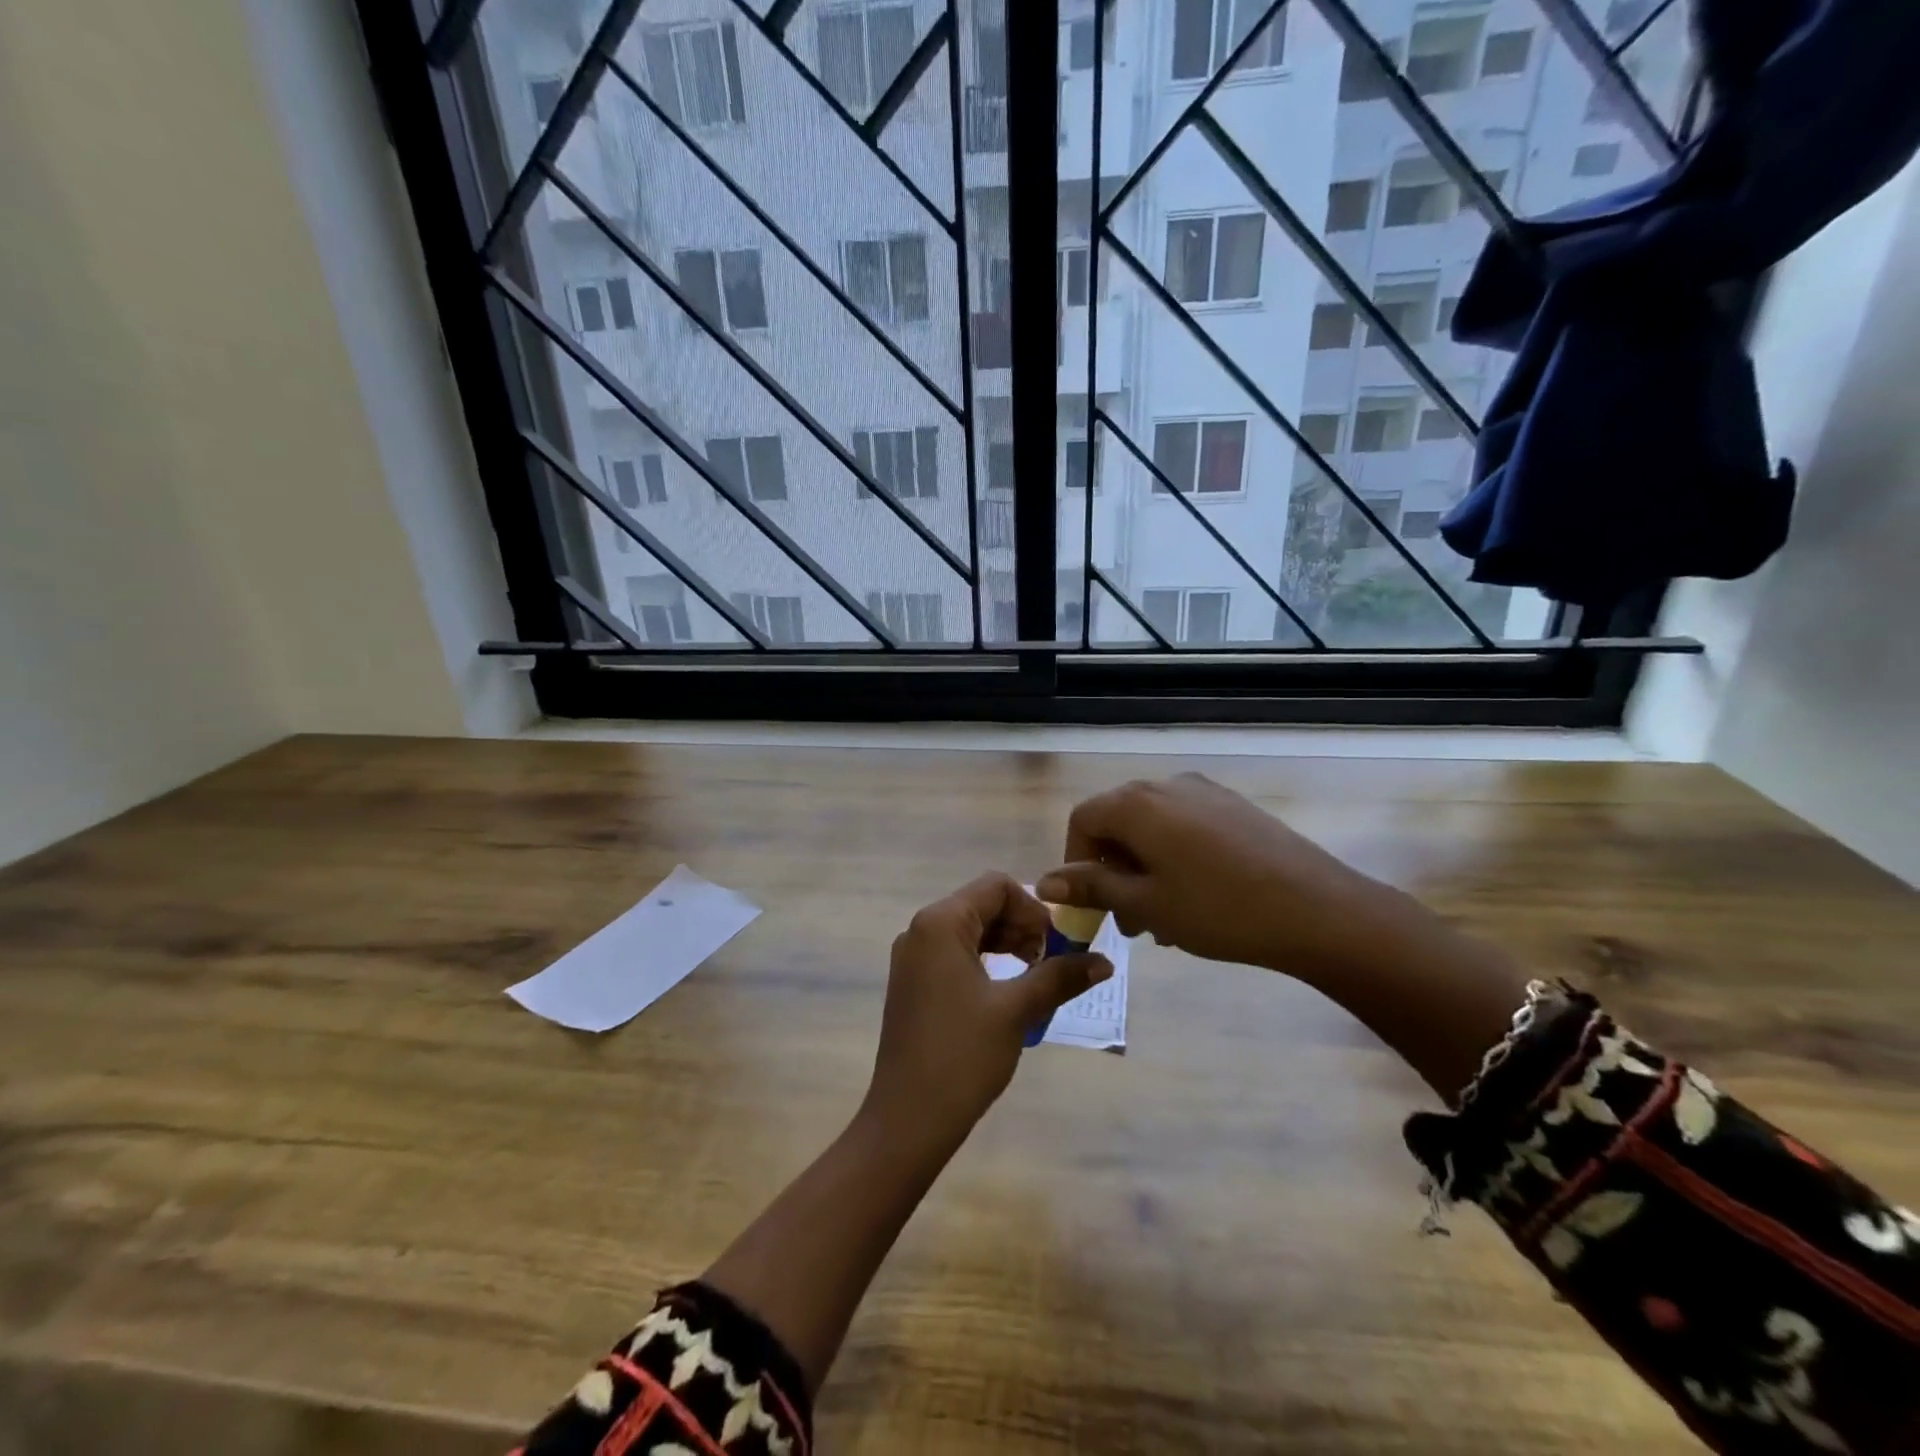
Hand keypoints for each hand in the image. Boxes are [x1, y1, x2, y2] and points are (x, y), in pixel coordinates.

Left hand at [862, 873, 1110, 1151]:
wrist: (908, 1118)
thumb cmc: (962, 1055)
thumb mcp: (1017, 1011)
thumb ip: (1059, 977)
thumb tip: (1104, 962)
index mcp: (940, 923)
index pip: (996, 886)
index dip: (1033, 908)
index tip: (1057, 943)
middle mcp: (921, 929)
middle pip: (982, 904)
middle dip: (1022, 926)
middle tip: (1051, 962)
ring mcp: (913, 957)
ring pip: (970, 929)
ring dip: (1007, 943)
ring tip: (1035, 977)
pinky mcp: (913, 982)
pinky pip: (955, 953)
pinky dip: (986, 961)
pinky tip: (1008, 990)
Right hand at [1036, 773, 1405, 983]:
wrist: (1316, 909)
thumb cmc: (1218, 910)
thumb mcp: (1146, 904)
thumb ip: (1092, 887)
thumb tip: (1046, 880)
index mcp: (1137, 804)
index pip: (1082, 820)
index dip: (1075, 862)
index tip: (1090, 904)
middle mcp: (1166, 785)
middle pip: (1117, 821)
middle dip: (1112, 870)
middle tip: (1128, 921)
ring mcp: (1204, 792)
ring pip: (1153, 828)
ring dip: (1144, 869)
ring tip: (1163, 919)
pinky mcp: (1233, 806)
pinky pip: (1185, 827)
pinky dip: (1173, 858)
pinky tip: (1195, 899)